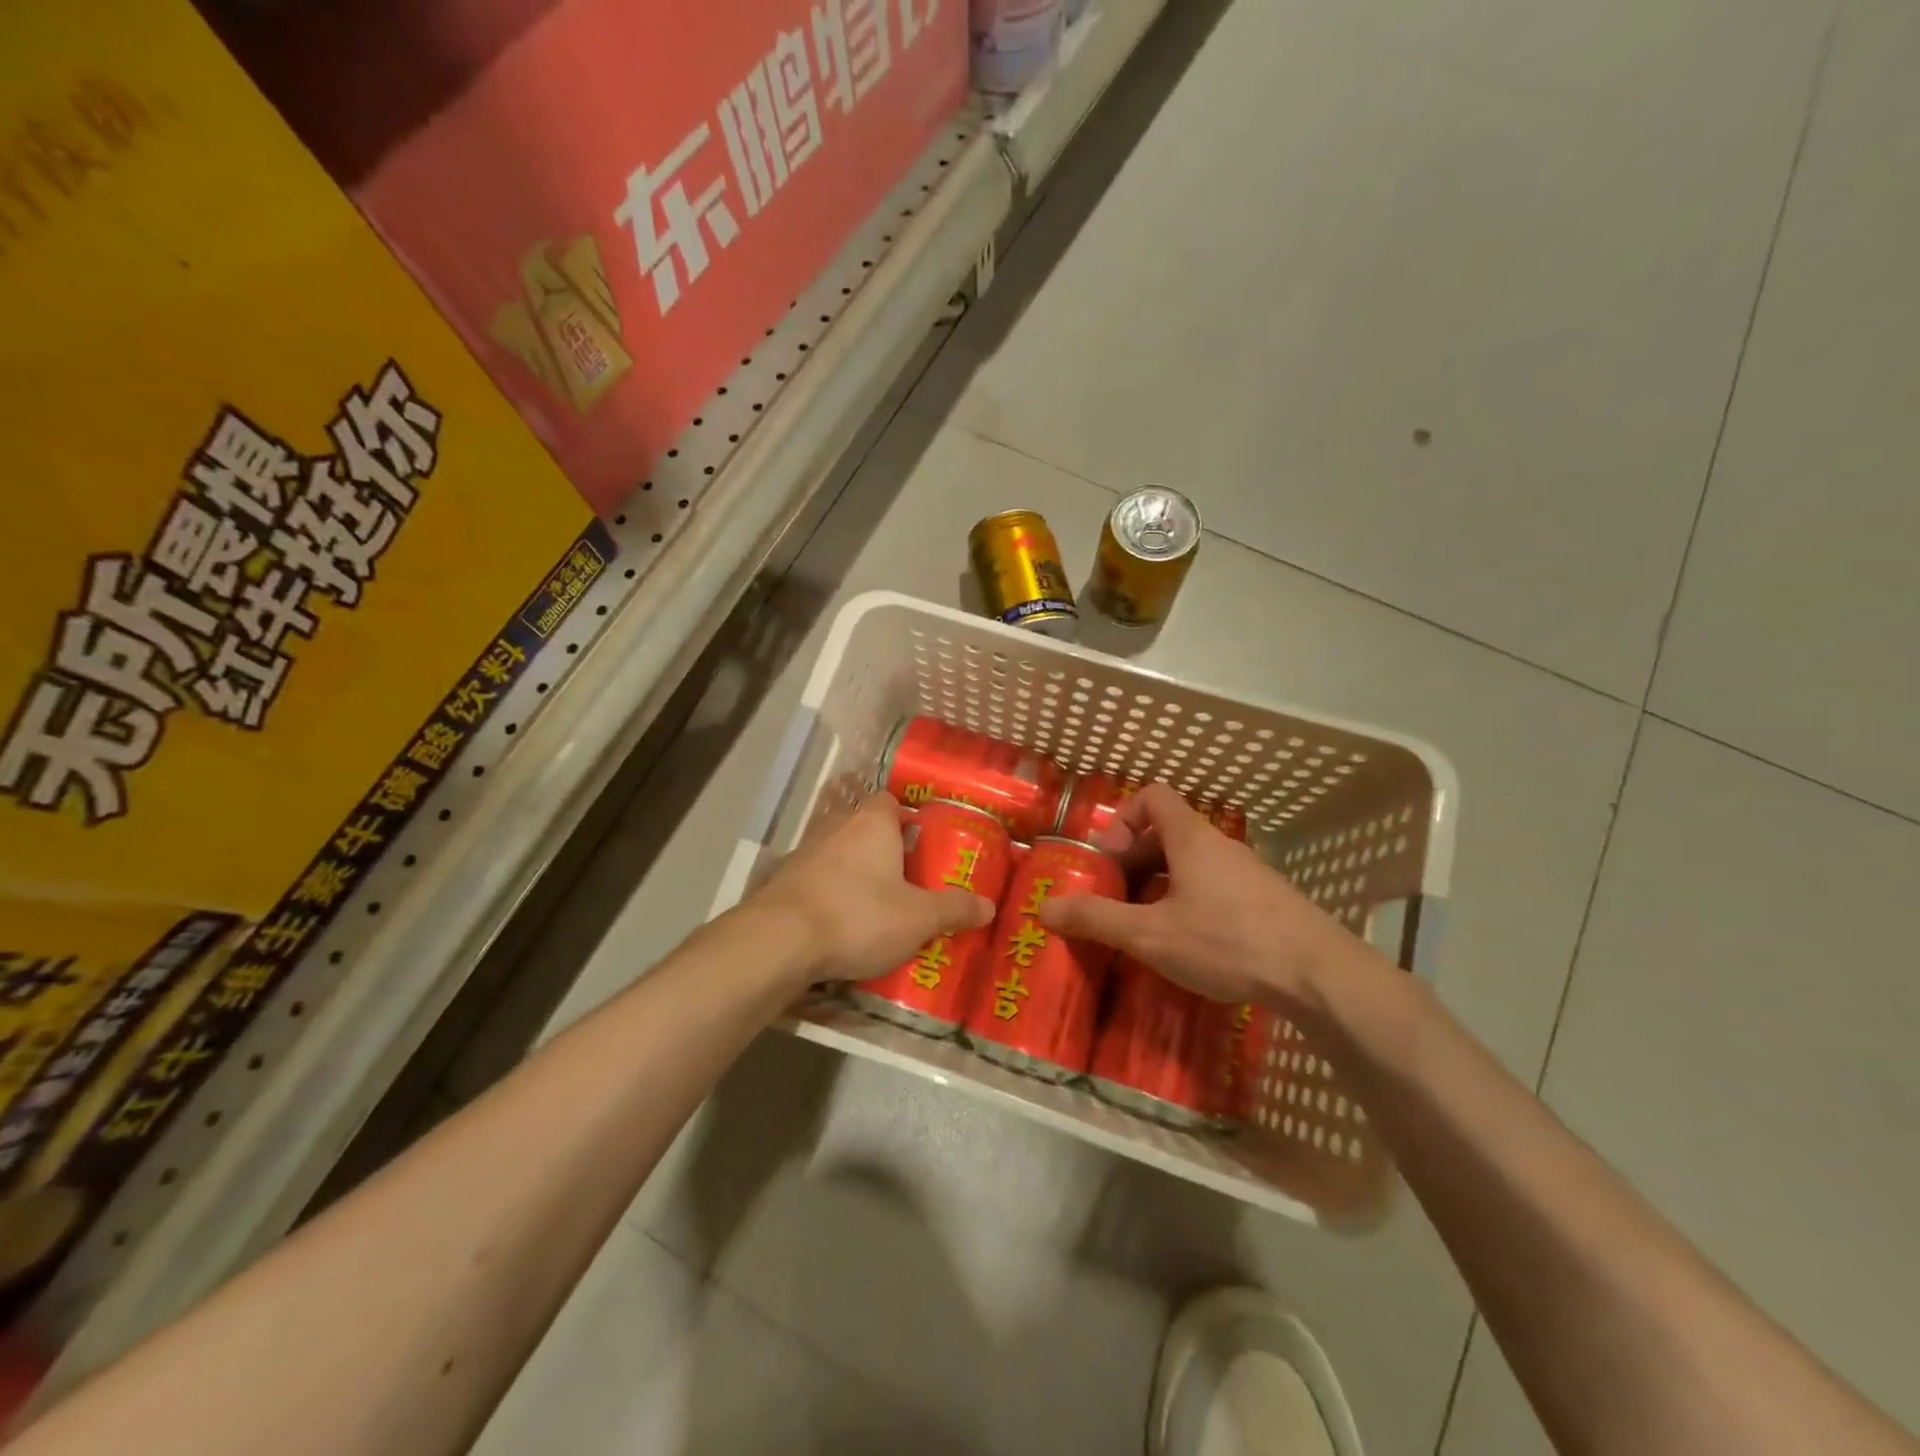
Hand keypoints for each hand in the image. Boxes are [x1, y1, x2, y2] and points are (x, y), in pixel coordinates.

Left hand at [752, 793, 995, 982]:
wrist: (780, 940)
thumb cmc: (859, 915)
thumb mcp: (918, 918)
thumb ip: (954, 909)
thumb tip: (989, 906)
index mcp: (873, 822)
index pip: (890, 800)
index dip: (906, 817)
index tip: (920, 842)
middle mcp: (836, 826)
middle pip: (863, 825)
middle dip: (881, 846)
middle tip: (904, 876)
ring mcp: (804, 851)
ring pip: (836, 851)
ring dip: (852, 869)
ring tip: (874, 901)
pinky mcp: (782, 880)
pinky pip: (815, 878)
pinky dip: (828, 892)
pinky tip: (839, 920)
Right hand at [1037, 783, 1356, 1010]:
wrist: (1320, 976)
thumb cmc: (1228, 942)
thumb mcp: (1151, 935)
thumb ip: (1097, 919)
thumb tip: (1045, 907)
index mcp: (1191, 839)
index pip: (1153, 795)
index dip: (1123, 817)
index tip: (1110, 857)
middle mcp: (1220, 846)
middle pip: (1169, 831)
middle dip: (1135, 859)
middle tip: (1118, 897)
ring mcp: (1248, 873)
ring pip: (1192, 862)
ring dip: (1162, 884)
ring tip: (1148, 925)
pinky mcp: (1266, 901)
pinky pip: (1216, 886)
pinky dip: (1191, 901)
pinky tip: (1190, 944)